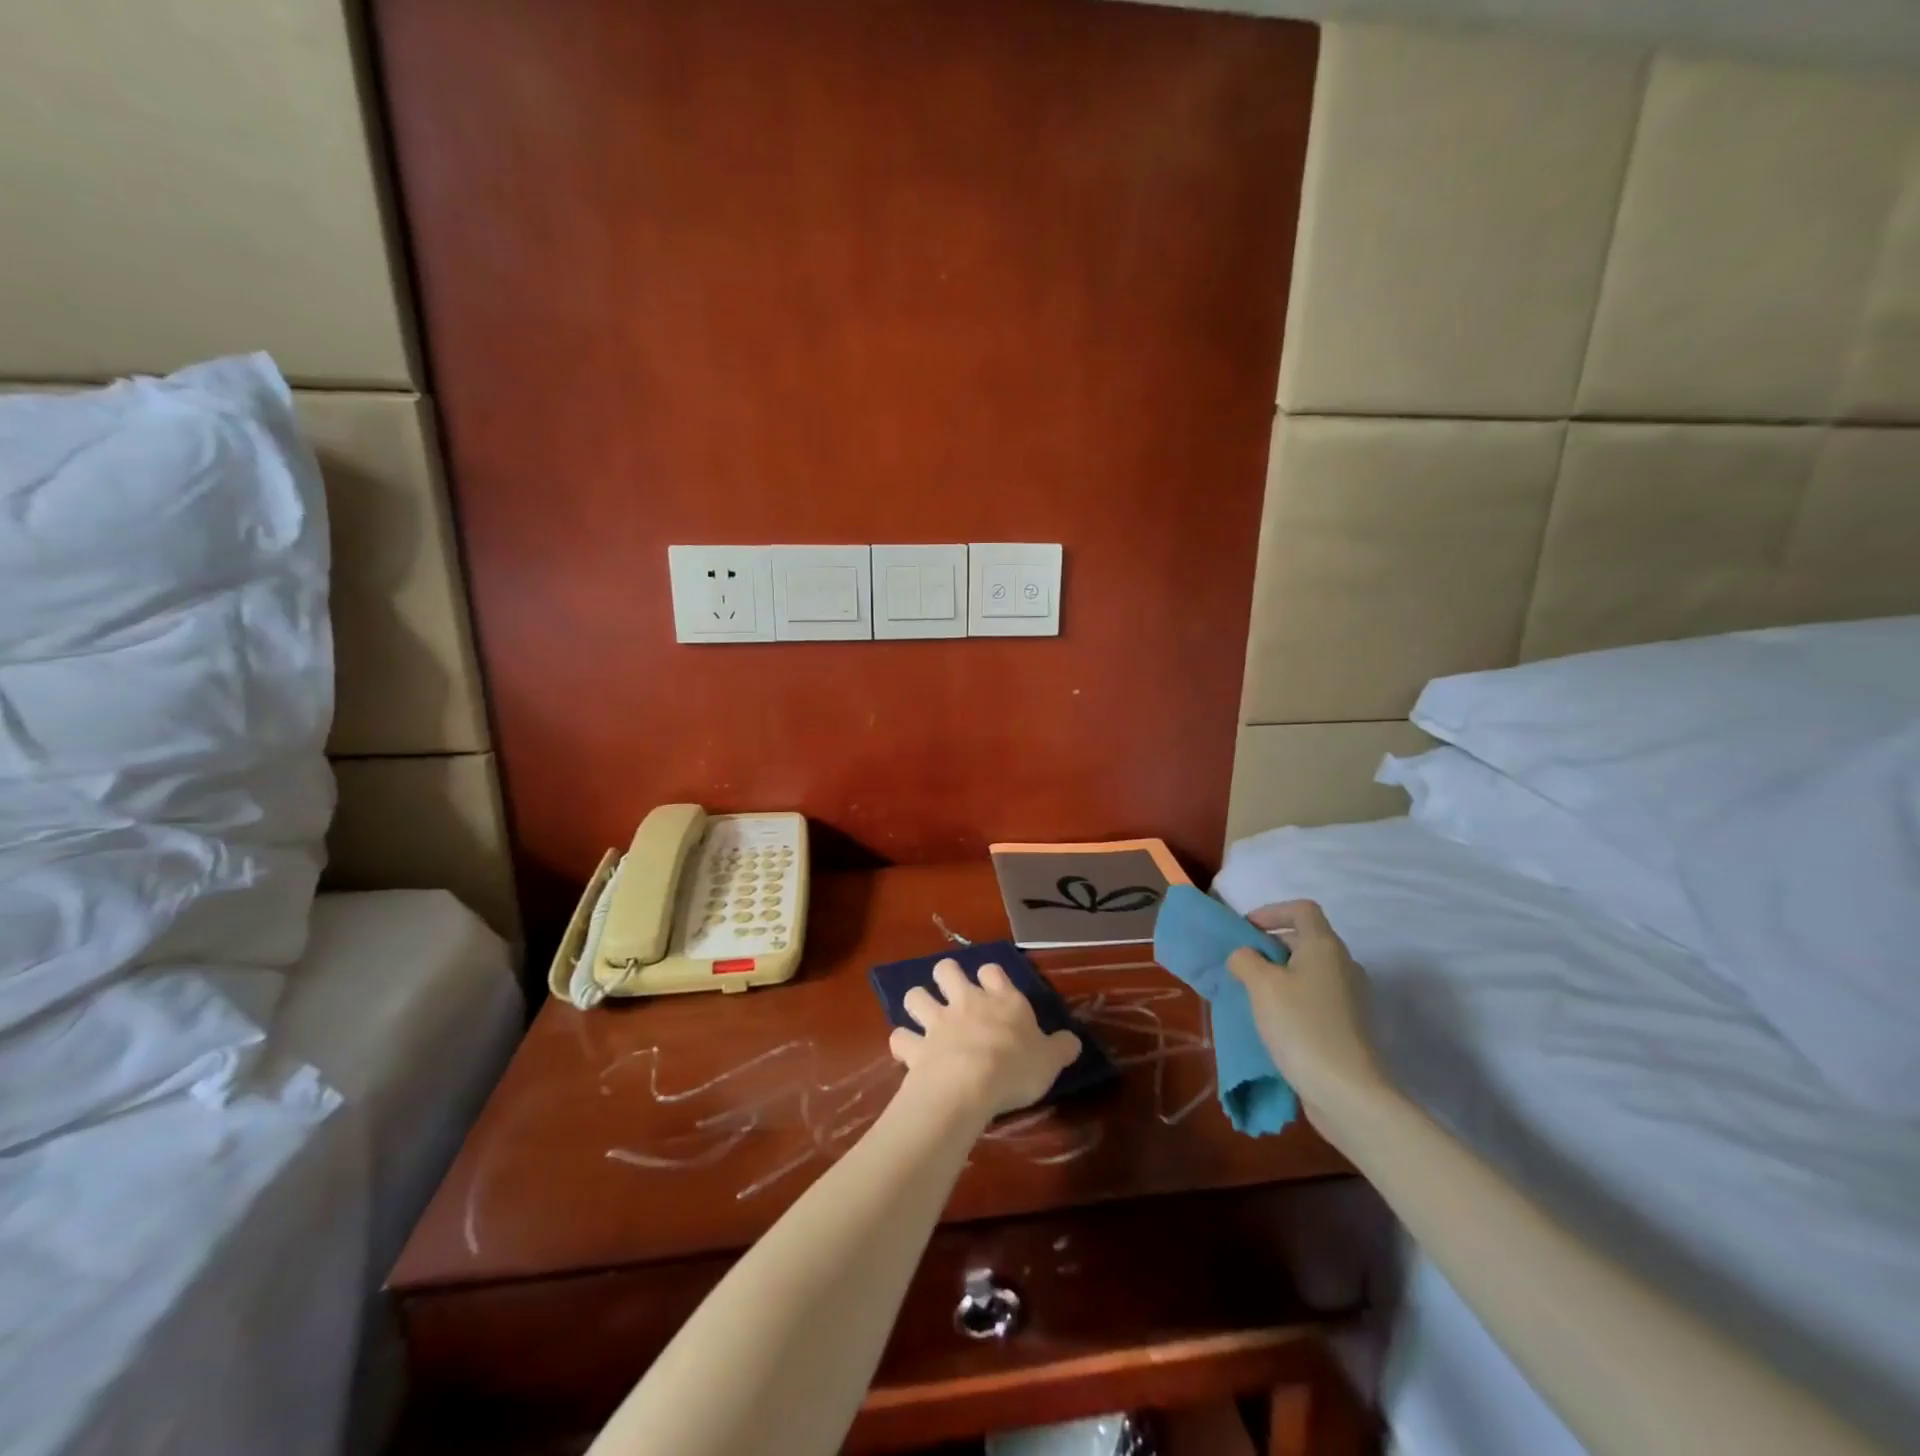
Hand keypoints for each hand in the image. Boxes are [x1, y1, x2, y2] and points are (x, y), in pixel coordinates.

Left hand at [889, 961, 1080, 1120]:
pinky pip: (900, 1037)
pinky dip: (903, 1043)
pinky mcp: (916, 1046)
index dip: (991, 976)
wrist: (970, 1083)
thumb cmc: (1016, 1067)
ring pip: (915, 995)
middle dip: (946, 977)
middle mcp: (967, 1002)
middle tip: (951, 994)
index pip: (993, 970)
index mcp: (1002, 1000)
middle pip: (947, 969)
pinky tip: (908, 1053)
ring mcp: (937, 1021)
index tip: (993, 987)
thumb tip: (1073, 1041)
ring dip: (918, 1003)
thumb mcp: (1050, 1060)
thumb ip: (1061, 1048)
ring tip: (923, 1019)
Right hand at [1229, 900, 1389, 1122]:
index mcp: (1325, 946)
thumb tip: (1245, 957)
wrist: (1348, 1093)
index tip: (1246, 930)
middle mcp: (1344, 965)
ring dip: (1279, 975)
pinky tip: (1273, 1022)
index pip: (1302, 909)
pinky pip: (1315, 997)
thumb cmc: (1302, 1027)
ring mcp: (1351, 997)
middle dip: (1270, 946)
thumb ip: (1245, 959)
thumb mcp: (1261, 985)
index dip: (1271, 912)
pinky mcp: (1349, 1026)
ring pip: (1309, 971)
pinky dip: (1293, 999)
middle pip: (1305, 939)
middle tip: (1241, 965)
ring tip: (1252, 995)